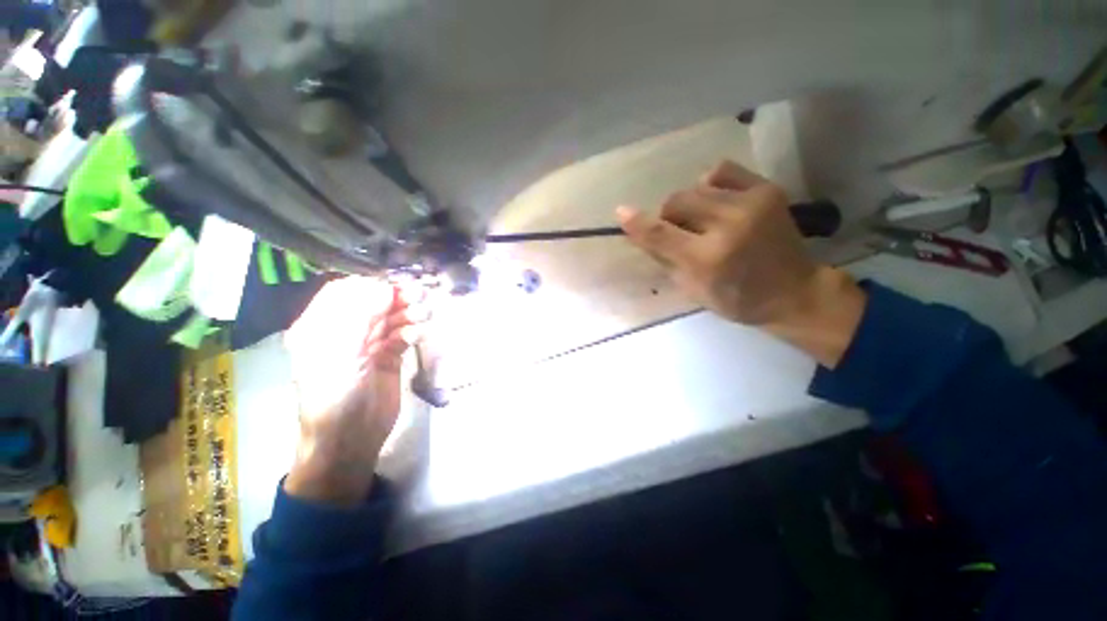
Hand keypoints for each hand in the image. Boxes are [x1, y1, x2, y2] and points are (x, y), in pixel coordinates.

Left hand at [282, 277, 427, 505]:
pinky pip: (402, 336)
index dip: (370, 285)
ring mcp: (368, 345)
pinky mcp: (389, 357)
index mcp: (320, 327)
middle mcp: (344, 332)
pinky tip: (417, 335)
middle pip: (373, 303)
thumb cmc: (334, 396)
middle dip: (396, 297)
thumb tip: (383, 287)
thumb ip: (360, 317)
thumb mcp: (340, 354)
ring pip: (391, 318)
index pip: (344, 292)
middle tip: (420, 294)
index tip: (394, 285)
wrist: (350, 440)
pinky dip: (411, 331)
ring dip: (408, 313)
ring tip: (424, 314)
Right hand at [616, 160, 865, 367]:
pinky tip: (716, 199)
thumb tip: (641, 233)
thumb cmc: (736, 299)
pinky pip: (722, 170)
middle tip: (679, 231)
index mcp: (707, 260)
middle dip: (668, 216)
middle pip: (676, 202)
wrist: (793, 291)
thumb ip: (665, 259)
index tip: (621, 213)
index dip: (637, 223)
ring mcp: (751, 203)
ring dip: (688, 203)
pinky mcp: (767, 189)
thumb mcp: (692, 289)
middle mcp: (728, 226)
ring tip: (701, 219)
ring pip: (695, 187)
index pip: (661, 235)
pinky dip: (710, 183)